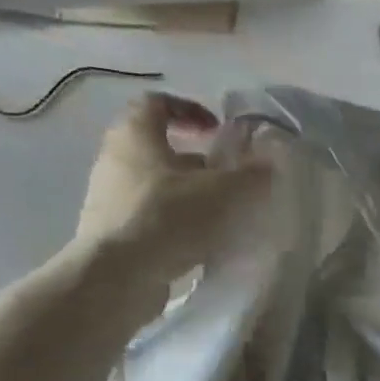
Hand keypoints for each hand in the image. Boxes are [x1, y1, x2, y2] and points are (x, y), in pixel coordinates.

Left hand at [71, 92, 269, 318]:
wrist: (116, 277)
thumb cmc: (167, 218)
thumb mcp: (221, 192)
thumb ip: (249, 175)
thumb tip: (270, 162)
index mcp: (135, 135)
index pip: (158, 103)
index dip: (190, 110)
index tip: (218, 130)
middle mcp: (115, 159)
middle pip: (158, 148)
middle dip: (196, 161)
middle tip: (226, 178)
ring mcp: (109, 197)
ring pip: (156, 184)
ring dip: (188, 194)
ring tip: (220, 215)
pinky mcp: (112, 232)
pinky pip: (150, 216)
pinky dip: (175, 222)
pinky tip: (200, 242)